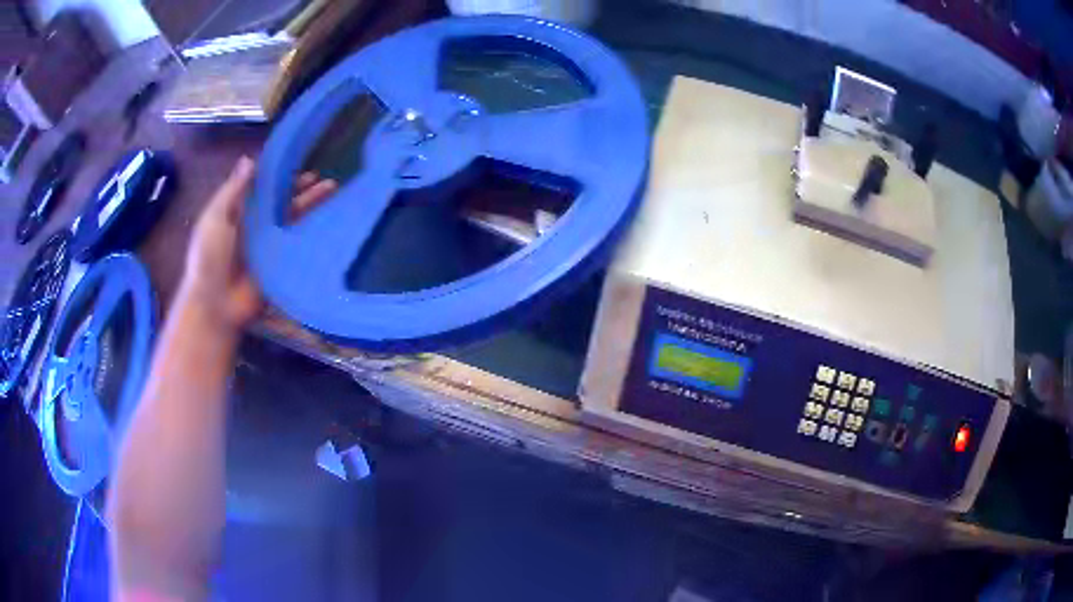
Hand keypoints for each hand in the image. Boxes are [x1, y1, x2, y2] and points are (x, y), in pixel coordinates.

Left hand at [182, 156, 336, 329]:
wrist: (216, 303)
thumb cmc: (209, 257)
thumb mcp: (215, 217)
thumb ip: (233, 190)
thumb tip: (250, 159)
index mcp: (240, 212)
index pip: (263, 188)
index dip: (280, 175)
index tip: (299, 159)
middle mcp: (258, 225)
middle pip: (283, 202)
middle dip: (302, 189)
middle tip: (323, 178)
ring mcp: (271, 245)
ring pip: (294, 219)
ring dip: (312, 205)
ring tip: (332, 190)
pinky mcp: (281, 263)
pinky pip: (299, 244)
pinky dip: (313, 232)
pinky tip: (330, 220)